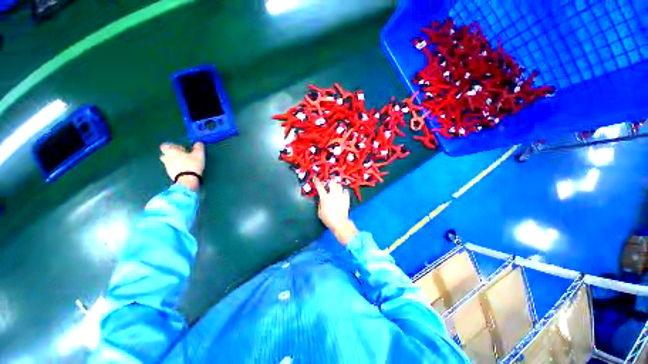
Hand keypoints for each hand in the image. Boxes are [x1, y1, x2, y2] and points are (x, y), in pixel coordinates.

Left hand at [159, 142, 204, 191]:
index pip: (165, 145)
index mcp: (171, 151)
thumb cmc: (192, 165)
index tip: (182, 149)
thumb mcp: (199, 154)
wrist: (187, 180)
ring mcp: (167, 167)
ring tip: (185, 163)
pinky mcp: (170, 174)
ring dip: (174, 161)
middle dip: (173, 154)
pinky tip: (185, 170)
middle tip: (183, 156)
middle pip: (165, 154)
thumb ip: (199, 147)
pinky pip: (172, 168)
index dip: (172, 146)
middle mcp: (166, 158)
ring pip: (168, 162)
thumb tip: (199, 143)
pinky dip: (176, 168)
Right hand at [314, 179, 357, 244]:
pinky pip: (346, 191)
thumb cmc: (328, 219)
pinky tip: (342, 193)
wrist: (339, 222)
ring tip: (335, 188)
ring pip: (339, 185)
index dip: (316, 181)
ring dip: (336, 186)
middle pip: (332, 182)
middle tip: (329, 185)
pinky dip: (343, 191)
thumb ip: (320, 204)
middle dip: (330, 182)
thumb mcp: (320, 212)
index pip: (319, 186)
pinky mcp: (346, 198)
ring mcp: (341, 195)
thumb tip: (321, 200)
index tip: (315, 178)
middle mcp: (333, 194)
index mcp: (325, 197)